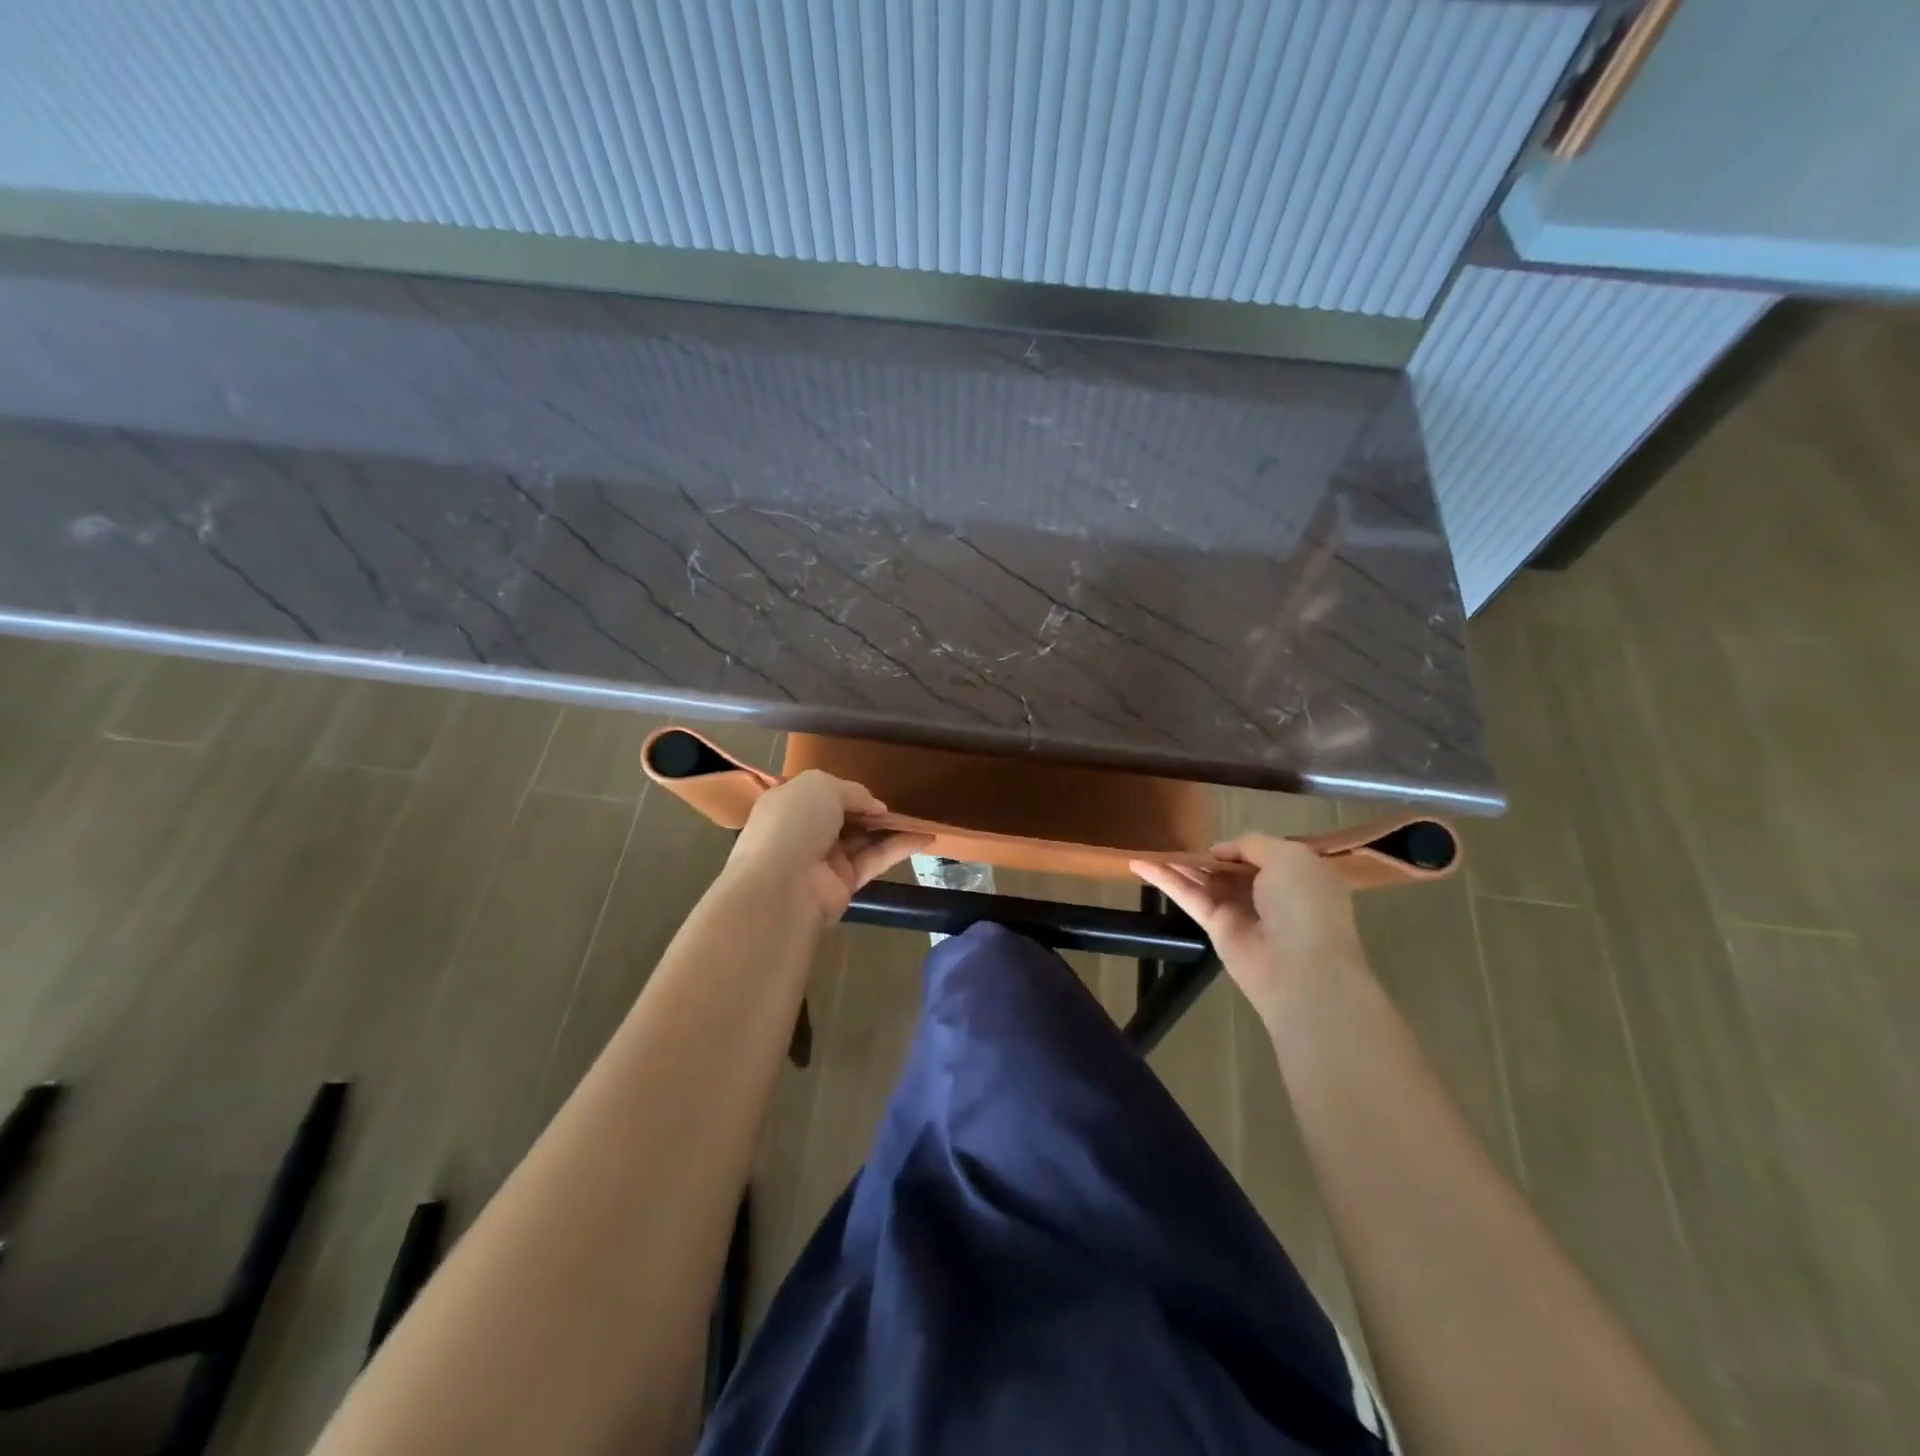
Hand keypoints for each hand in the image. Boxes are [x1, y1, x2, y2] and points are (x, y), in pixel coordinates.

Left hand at [724, 771, 931, 923]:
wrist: (781, 885)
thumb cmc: (794, 823)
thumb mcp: (822, 786)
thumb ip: (852, 791)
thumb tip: (875, 808)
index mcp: (789, 803)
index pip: (821, 794)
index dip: (848, 790)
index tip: (874, 790)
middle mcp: (804, 831)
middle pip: (845, 817)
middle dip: (872, 810)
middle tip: (905, 801)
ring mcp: (824, 859)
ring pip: (864, 839)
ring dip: (891, 828)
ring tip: (922, 817)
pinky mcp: (845, 883)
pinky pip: (875, 860)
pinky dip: (899, 847)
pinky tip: (924, 836)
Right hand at [1132, 834, 1368, 1023]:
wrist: (1300, 966)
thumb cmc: (1302, 903)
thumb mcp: (1288, 856)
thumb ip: (1250, 844)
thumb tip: (1219, 852)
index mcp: (1295, 875)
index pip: (1262, 854)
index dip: (1240, 846)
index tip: (1220, 842)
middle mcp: (1268, 892)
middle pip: (1229, 867)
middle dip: (1206, 855)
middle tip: (1176, 840)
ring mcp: (1240, 910)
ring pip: (1204, 880)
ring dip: (1179, 864)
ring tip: (1148, 848)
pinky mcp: (1215, 926)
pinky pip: (1188, 896)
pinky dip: (1164, 879)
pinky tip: (1139, 865)